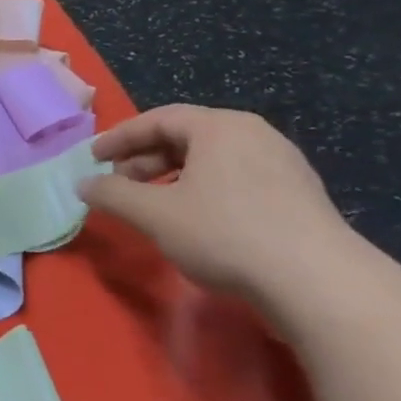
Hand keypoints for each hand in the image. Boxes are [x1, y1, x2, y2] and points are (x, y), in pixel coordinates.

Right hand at [79, 105, 357, 300]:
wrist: (317, 282)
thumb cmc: (225, 233)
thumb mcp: (154, 214)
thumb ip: (112, 195)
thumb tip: (83, 184)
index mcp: (220, 127)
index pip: (159, 119)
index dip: (120, 137)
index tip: (93, 157)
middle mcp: (254, 135)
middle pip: (187, 137)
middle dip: (145, 159)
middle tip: (119, 184)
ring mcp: (282, 164)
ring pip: (212, 160)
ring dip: (173, 177)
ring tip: (152, 205)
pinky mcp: (298, 196)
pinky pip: (236, 179)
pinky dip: (203, 190)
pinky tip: (195, 221)